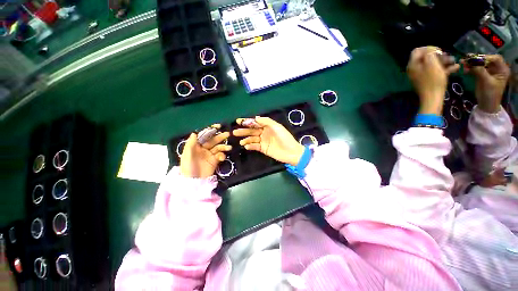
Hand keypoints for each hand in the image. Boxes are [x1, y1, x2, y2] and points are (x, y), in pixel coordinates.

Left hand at [180, 125, 231, 178]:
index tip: (217, 127)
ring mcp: (210, 155)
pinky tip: (222, 157)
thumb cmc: (188, 167)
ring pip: (218, 147)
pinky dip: (222, 155)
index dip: (210, 131)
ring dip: (223, 146)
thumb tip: (195, 132)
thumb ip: (191, 143)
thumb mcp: (187, 155)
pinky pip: (220, 155)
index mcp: (196, 146)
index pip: (204, 136)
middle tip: (228, 134)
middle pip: (213, 140)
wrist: (194, 182)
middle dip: (220, 137)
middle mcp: (203, 149)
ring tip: (229, 147)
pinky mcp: (215, 161)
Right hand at [233, 117, 303, 165]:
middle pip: (252, 131)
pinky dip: (250, 146)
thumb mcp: (276, 127)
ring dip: (246, 140)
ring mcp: (263, 141)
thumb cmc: (285, 138)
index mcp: (267, 126)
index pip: (255, 123)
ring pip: (252, 139)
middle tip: (234, 132)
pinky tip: (247, 146)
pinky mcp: (263, 149)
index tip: (238, 121)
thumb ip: (266, 121)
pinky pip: (255, 146)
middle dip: (243, 131)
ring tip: (241, 142)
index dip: (247, 122)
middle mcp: (264, 133)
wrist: (291, 152)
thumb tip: (255, 118)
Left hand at [407, 46, 459, 114]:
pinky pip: (436, 72)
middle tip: (449, 56)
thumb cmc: (432, 80)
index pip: (417, 51)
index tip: (439, 50)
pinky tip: (456, 68)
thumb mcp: (431, 64)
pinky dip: (445, 69)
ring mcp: (421, 75)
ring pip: (433, 64)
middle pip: (426, 57)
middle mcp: (415, 69)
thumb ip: (429, 54)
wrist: (433, 98)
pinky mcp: (428, 80)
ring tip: (455, 61)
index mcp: (413, 65)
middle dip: (439, 55)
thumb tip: (430, 50)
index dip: (428, 48)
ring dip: (445, 61)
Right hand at [463, 54, 509, 112]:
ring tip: (462, 63)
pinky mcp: (482, 74)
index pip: (495, 58)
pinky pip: (475, 68)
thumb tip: (472, 61)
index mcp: (502, 70)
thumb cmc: (490, 94)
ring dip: (471, 63)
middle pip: (486, 60)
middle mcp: (496, 68)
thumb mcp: (487, 82)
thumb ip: (480, 71)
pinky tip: (464, 69)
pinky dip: (469, 68)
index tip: (476, 59)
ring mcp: (488, 71)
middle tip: (466, 59)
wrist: (486, 105)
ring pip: (480, 64)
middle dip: (476, 59)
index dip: (486, 57)